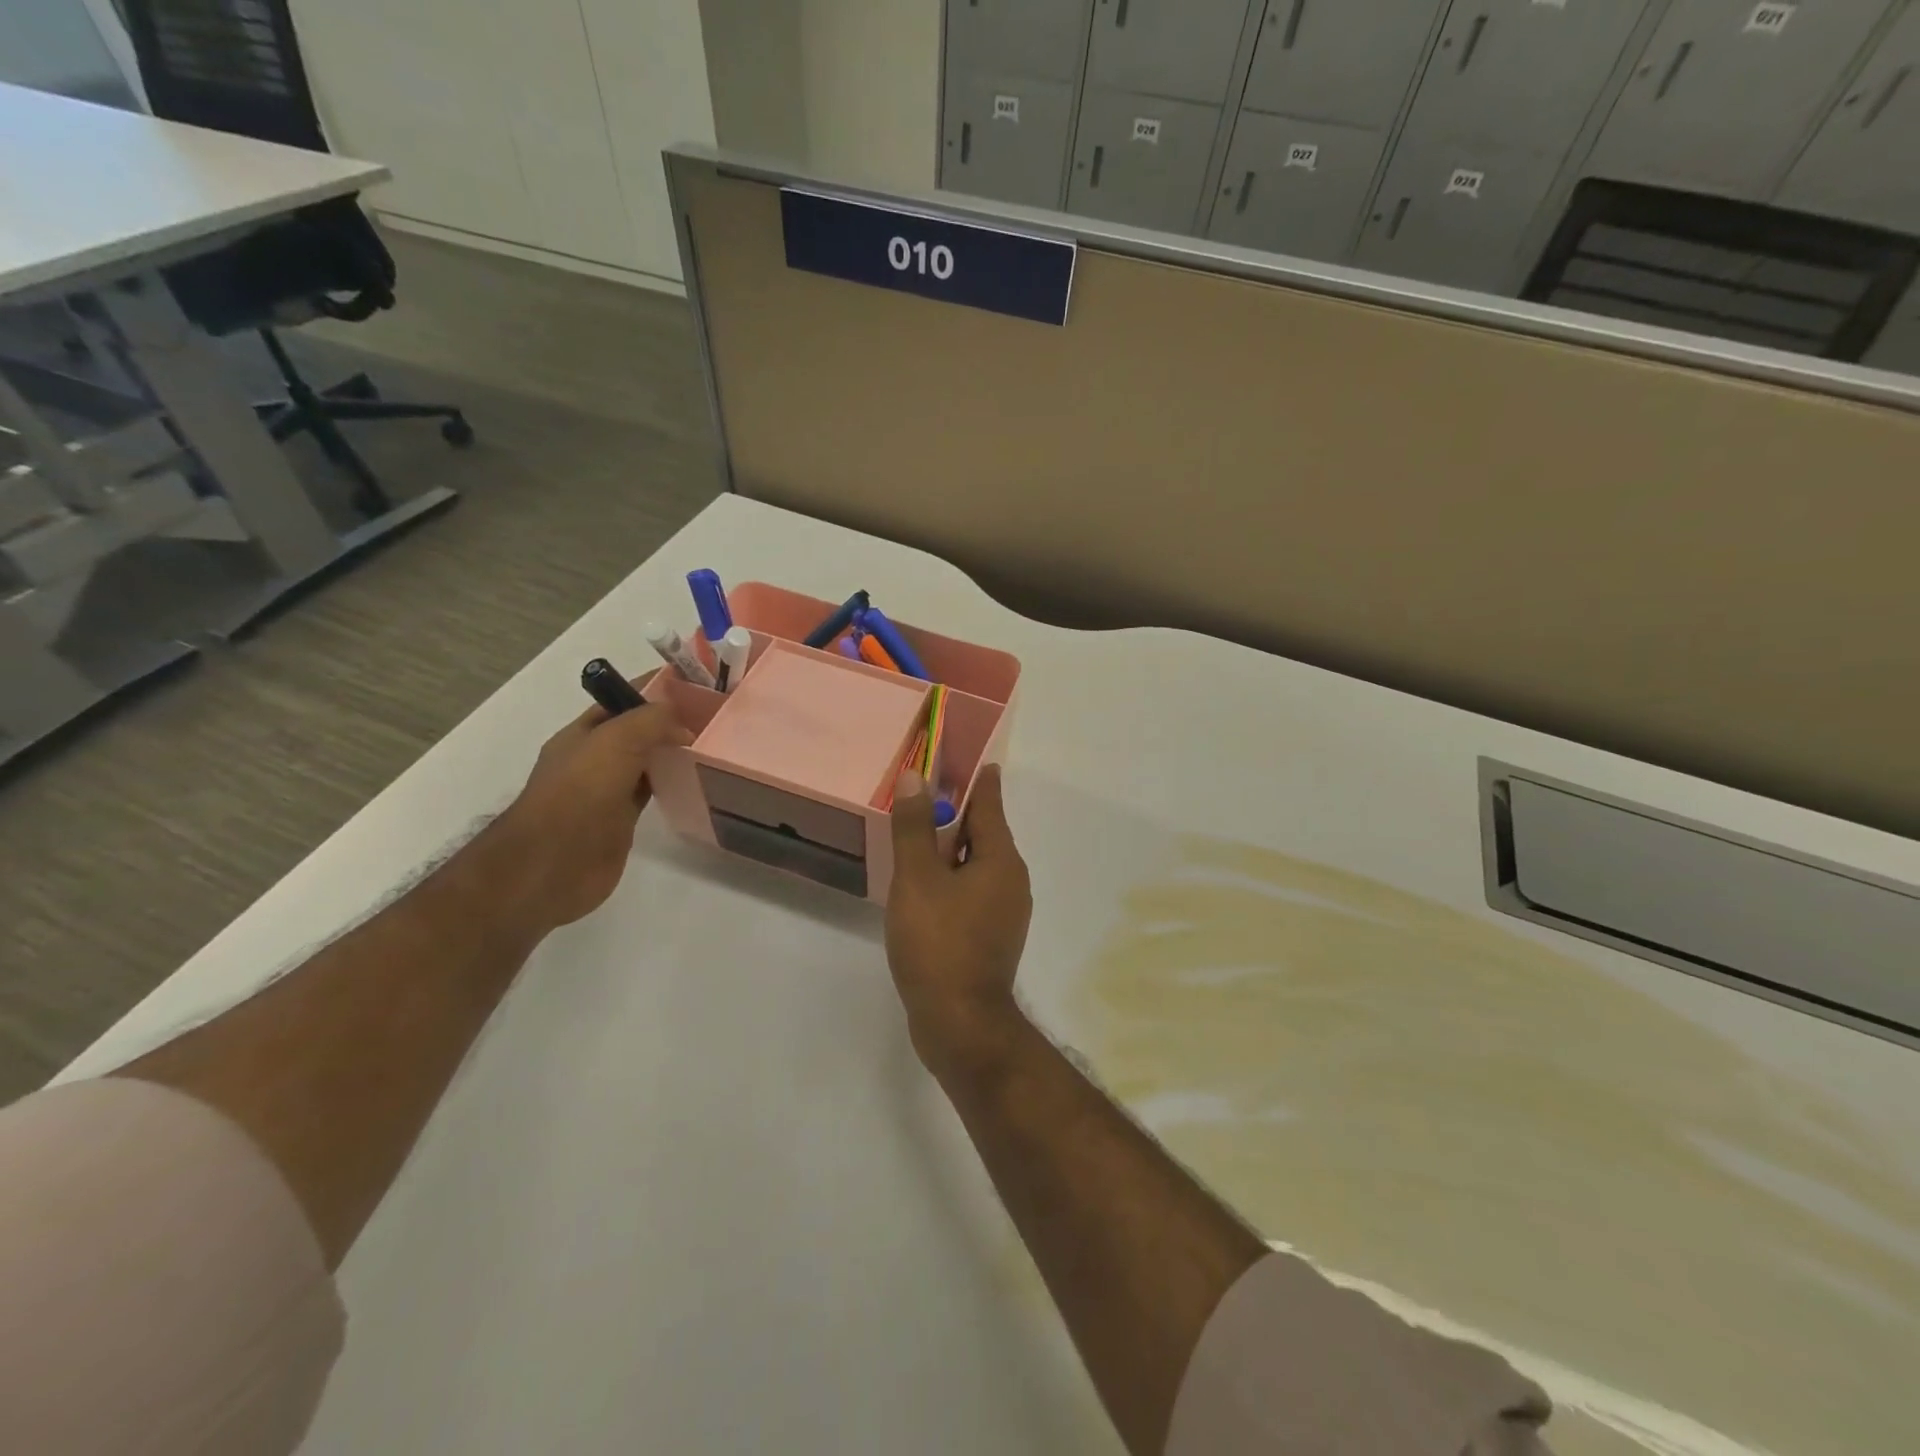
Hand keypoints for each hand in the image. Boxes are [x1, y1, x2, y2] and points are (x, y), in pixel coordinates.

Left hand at [489, 684, 690, 932]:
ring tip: (713, 745)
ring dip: (672, 752)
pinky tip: (695, 780)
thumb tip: (684, 725)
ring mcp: (606, 789)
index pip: (622, 698)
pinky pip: (651, 791)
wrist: (552, 864)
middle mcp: (593, 757)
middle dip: (669, 720)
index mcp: (583, 732)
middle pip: (637, 729)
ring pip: (646, 760)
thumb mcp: (615, 742)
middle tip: (716, 716)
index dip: (655, 687)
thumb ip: (651, 721)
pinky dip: (670, 783)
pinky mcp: (621, 819)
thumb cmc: (578, 794)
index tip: (697, 684)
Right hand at [886, 764, 1032, 1076]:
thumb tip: (916, 777)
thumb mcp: (917, 879)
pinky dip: (951, 881)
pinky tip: (924, 889)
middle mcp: (1012, 881)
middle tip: (924, 797)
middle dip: (957, 814)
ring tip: (917, 840)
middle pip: (984, 834)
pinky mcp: (992, 938)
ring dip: (950, 851)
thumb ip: (915, 826)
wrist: (961, 1024)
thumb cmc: (939, 943)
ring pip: (976, 866)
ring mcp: (1005, 912)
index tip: (966, 758)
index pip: (989, 804)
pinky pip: (971, 893)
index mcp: (1001, 860)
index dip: (976, 779)